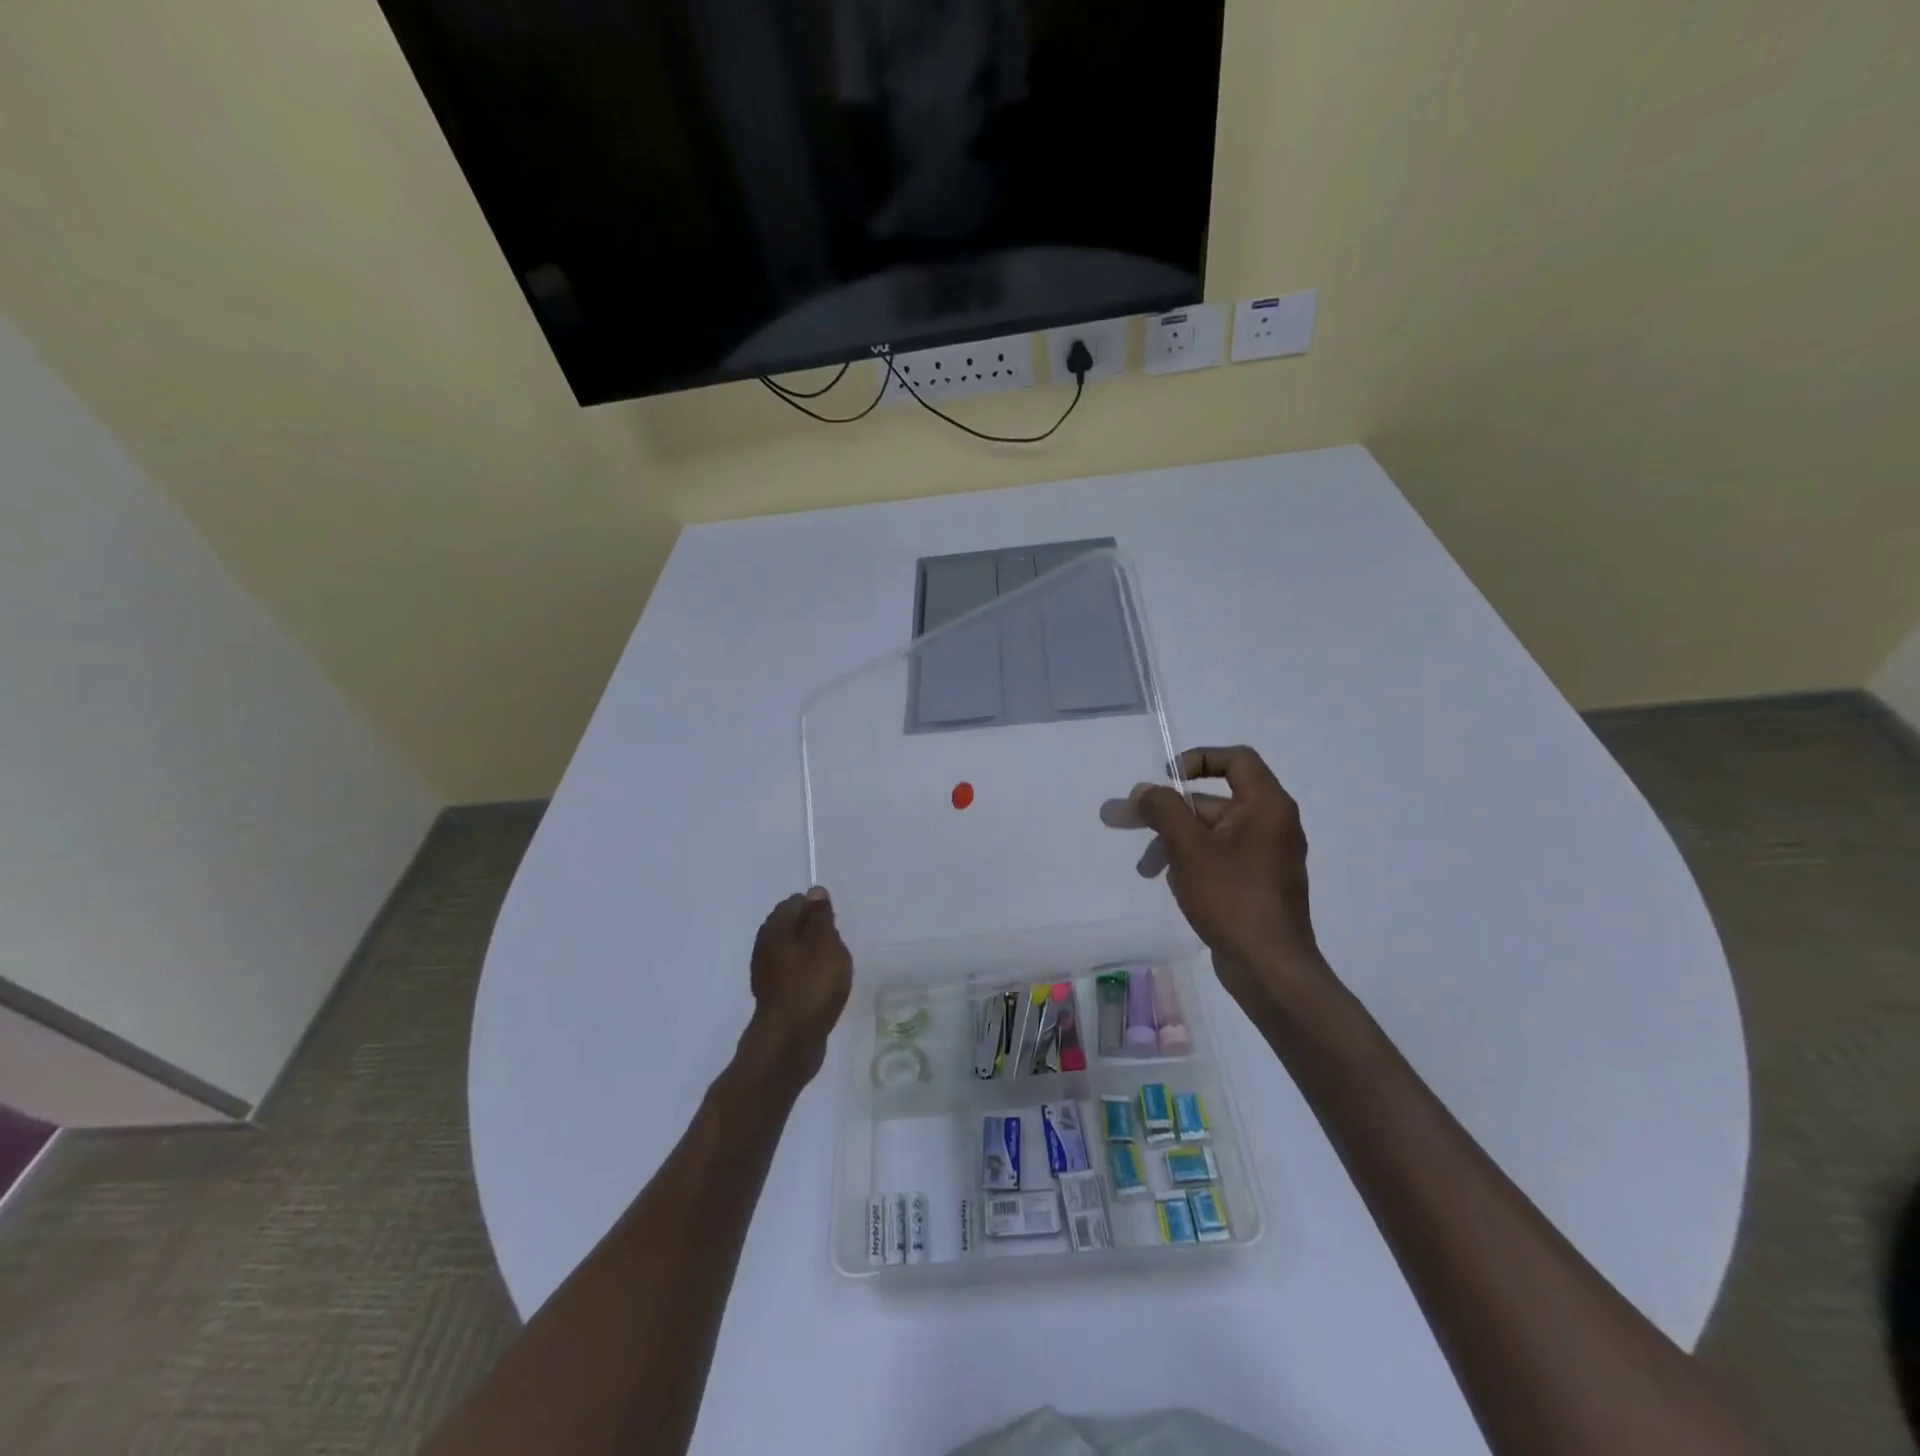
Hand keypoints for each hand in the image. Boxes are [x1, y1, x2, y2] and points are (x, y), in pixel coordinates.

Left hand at [743, 887, 852, 1081]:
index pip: (795, 903)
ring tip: (833, 968)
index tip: (834, 924)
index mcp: (775, 929)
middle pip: (791, 927)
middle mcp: (765, 947)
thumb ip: (820, 916)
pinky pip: (793, 976)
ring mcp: (767, 975)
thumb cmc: (811, 984)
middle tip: (836, 945)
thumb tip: (814, 892)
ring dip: (811, 955)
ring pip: (792, 953)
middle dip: (814, 931)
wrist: (790, 1042)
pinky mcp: (775, 998)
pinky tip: (822, 988)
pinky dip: (807, 976)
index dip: (816, 908)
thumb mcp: (825, 942)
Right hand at [1119, 746, 1330, 1016]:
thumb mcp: (1189, 846)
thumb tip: (1143, 791)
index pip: (1236, 760)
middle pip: (1213, 801)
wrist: (1270, 969)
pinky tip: (1171, 885)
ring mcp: (1266, 857)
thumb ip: (1163, 809)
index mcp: (1266, 806)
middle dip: (1167, 813)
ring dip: (1173, 843)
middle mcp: (1272, 825)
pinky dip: (1192, 863)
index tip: (1165, 777)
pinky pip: (1219, 859)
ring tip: (1145, 870)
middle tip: (1122, 820)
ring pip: (1211, 834)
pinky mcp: (1257, 885)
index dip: (1198, 759)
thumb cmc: (1232, 897)